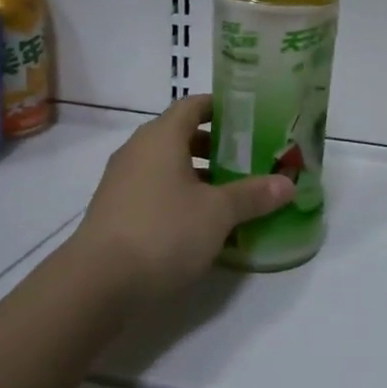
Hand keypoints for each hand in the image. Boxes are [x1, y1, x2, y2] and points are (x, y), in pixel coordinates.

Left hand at [68, 93, 293, 305]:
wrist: (98, 283)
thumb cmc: (163, 231)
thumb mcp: (218, 213)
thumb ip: (253, 195)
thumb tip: (288, 183)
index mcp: (161, 137)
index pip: (193, 105)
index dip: (222, 108)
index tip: (251, 118)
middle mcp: (138, 151)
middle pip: (181, 135)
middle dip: (216, 146)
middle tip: (250, 158)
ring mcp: (122, 181)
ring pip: (168, 166)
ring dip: (199, 174)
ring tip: (231, 193)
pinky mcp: (116, 211)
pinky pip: (155, 190)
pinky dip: (180, 196)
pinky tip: (202, 222)